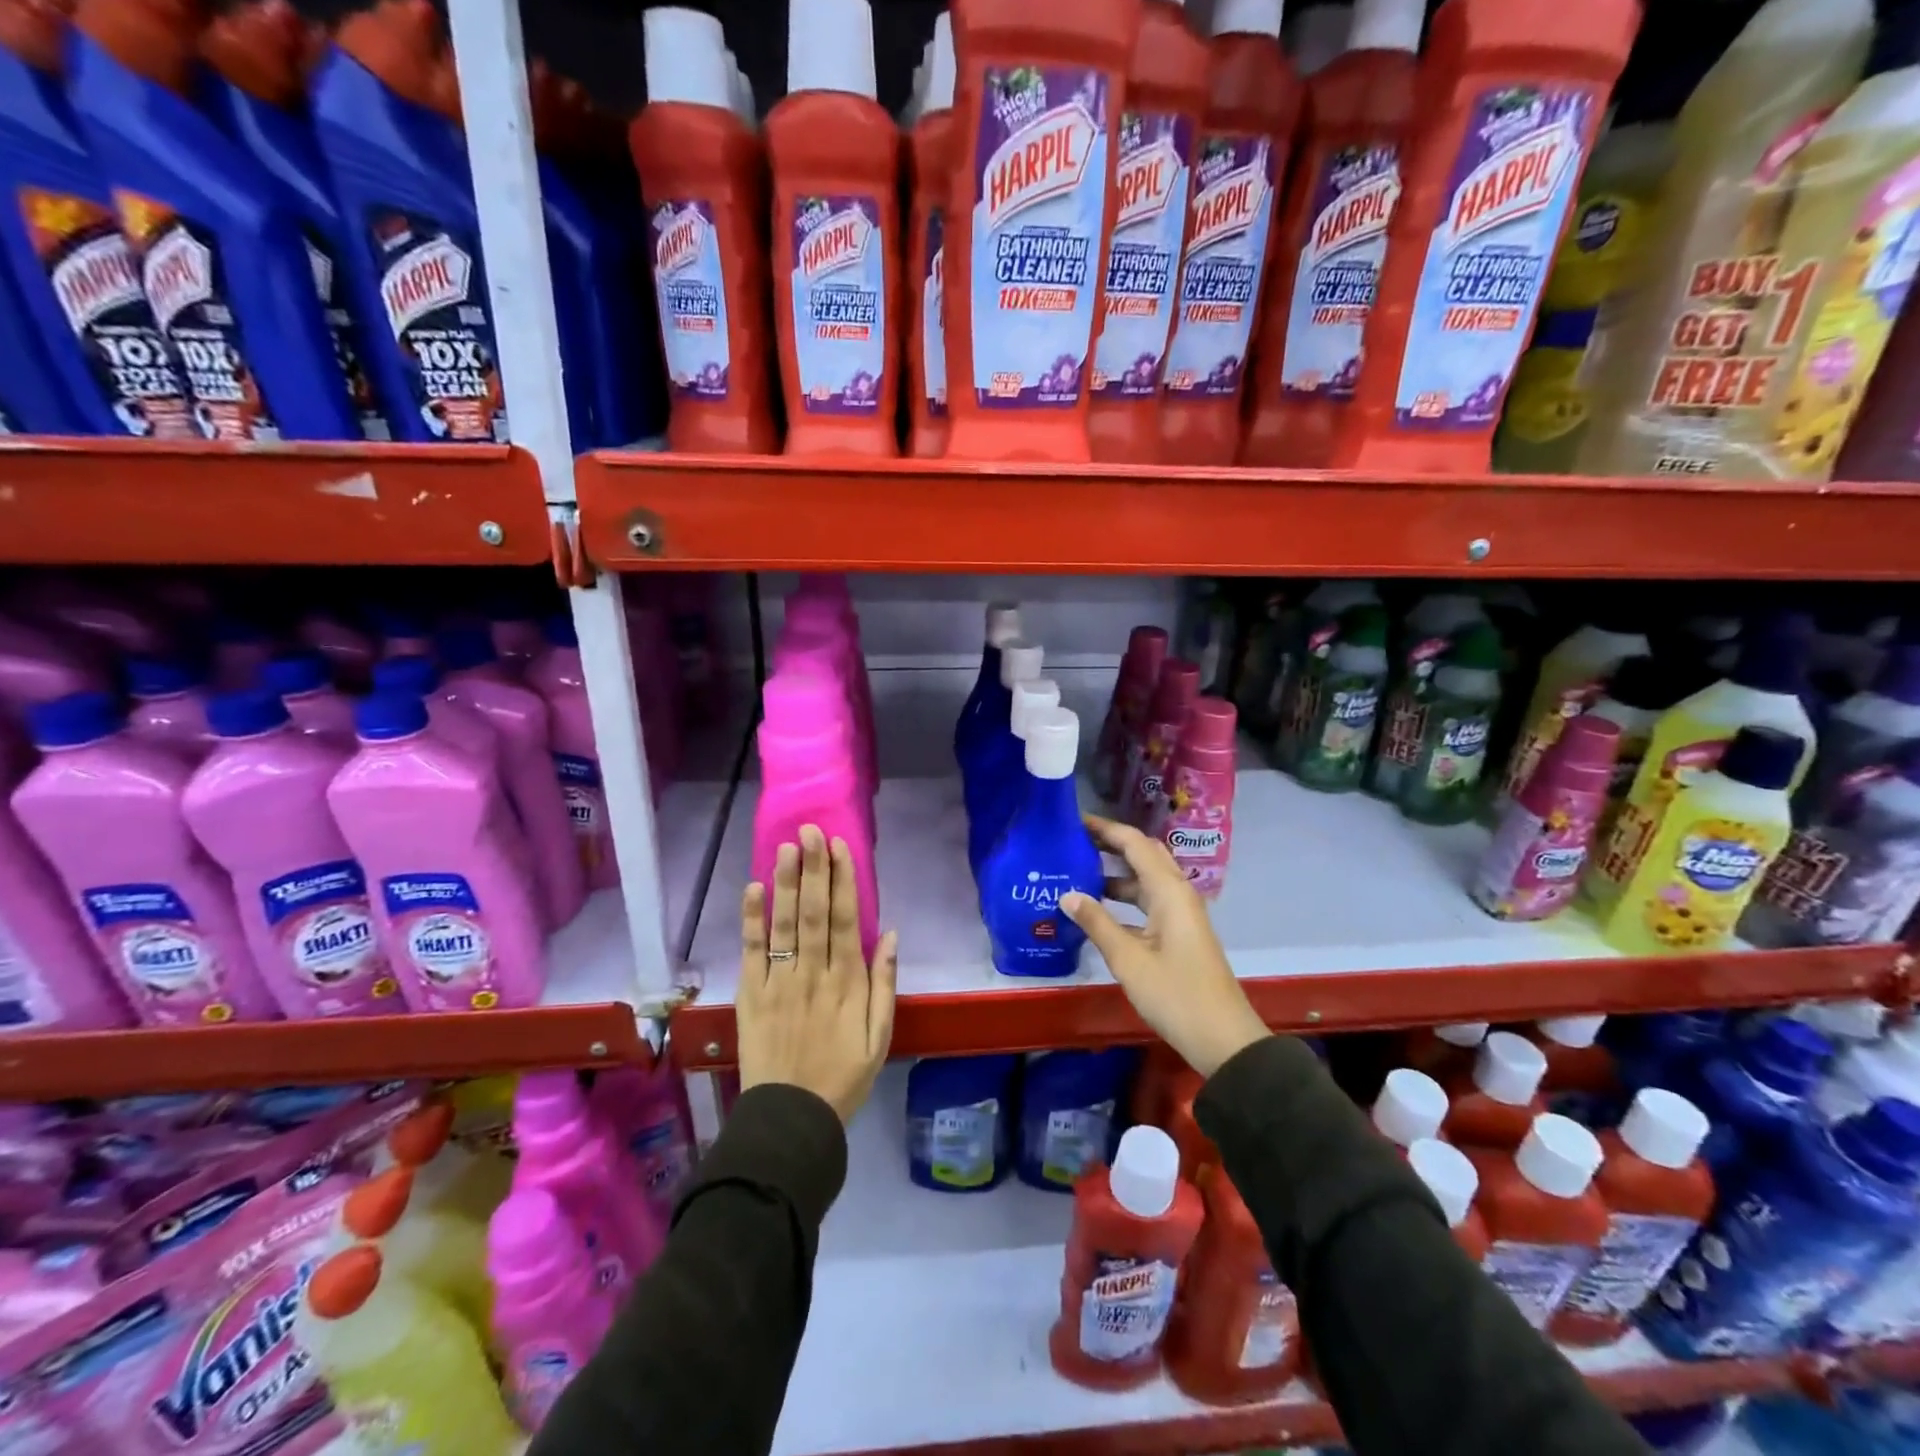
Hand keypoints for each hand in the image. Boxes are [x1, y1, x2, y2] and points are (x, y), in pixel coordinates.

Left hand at [738, 825, 897, 1122]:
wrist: (790, 1120)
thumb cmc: (842, 1077)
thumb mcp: (880, 1037)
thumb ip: (884, 984)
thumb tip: (889, 934)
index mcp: (847, 983)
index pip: (844, 920)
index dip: (843, 881)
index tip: (840, 847)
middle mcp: (812, 974)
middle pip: (813, 913)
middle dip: (813, 869)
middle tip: (811, 831)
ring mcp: (778, 983)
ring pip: (783, 925)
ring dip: (785, 883)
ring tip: (786, 847)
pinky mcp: (750, 996)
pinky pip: (750, 952)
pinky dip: (751, 920)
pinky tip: (753, 889)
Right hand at [1062, 815, 1266, 1077]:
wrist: (1222, 1039)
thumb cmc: (1175, 994)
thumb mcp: (1128, 959)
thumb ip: (1097, 923)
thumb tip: (1067, 894)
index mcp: (1169, 891)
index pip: (1135, 844)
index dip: (1106, 829)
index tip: (1074, 821)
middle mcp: (1178, 894)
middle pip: (1144, 856)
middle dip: (1111, 845)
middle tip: (1074, 842)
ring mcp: (1181, 915)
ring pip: (1146, 881)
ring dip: (1116, 874)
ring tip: (1078, 872)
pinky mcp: (1179, 934)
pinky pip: (1149, 902)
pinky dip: (1124, 899)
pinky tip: (1098, 911)